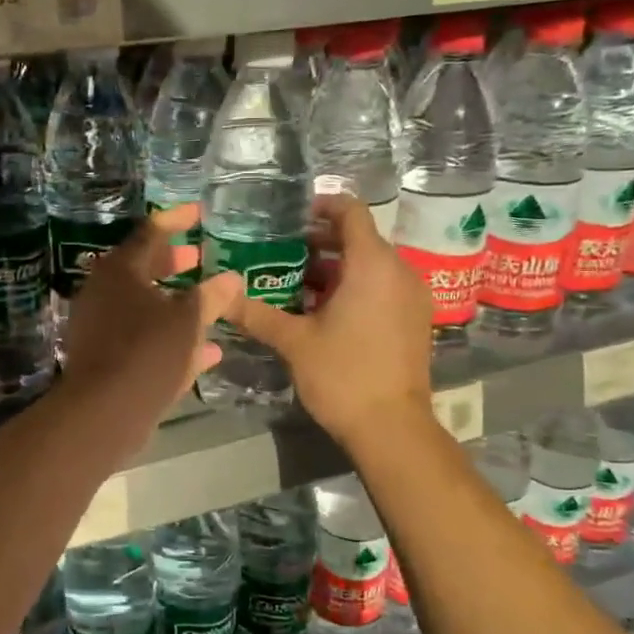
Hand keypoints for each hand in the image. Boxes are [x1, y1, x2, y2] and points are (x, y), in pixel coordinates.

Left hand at [61, 204, 242, 417]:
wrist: (104, 411)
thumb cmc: (147, 352)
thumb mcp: (188, 321)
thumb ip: (211, 297)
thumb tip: (232, 279)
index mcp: (119, 271)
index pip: (151, 232)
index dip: (177, 220)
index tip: (200, 213)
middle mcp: (104, 292)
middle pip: (143, 268)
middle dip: (175, 263)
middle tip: (201, 258)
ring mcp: (101, 326)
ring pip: (143, 306)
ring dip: (175, 303)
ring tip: (207, 302)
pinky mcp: (105, 357)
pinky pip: (142, 338)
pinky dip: (170, 338)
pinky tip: (207, 351)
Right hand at [226, 194, 432, 448]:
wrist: (393, 428)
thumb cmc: (343, 375)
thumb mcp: (293, 341)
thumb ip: (256, 313)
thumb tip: (219, 297)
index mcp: (372, 264)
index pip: (350, 211)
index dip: (321, 206)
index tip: (290, 217)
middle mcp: (398, 271)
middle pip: (358, 238)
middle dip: (318, 242)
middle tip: (279, 253)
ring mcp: (411, 296)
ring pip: (370, 265)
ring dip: (334, 268)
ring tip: (294, 283)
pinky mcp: (414, 319)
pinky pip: (382, 287)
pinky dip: (354, 287)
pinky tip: (322, 311)